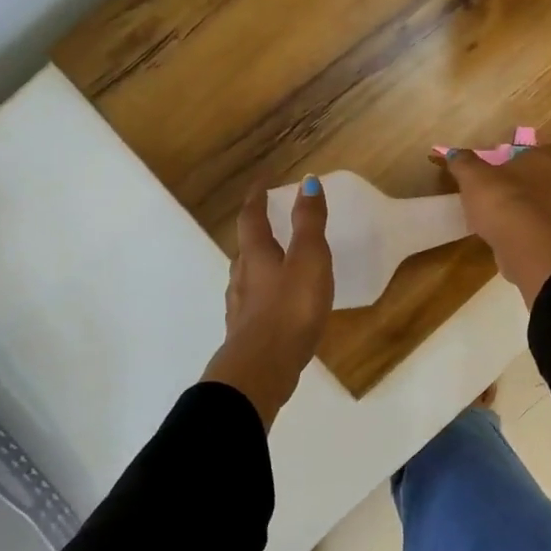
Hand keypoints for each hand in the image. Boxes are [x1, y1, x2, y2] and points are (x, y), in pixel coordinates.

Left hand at [201, 177, 334, 427]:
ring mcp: (241, 308)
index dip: (257, 197)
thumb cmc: (289, 308)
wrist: (262, 368)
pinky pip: (255, 304)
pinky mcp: (247, 334)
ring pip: (247, 277)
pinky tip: (279, 306)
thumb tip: (307, 181)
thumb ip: (309, 222)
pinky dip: (265, 295)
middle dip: (256, 231)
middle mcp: (242, 277)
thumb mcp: (308, 260)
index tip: (263, 181)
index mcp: (256, 255)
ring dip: (259, 264)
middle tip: (269, 221)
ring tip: (277, 263)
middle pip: (245, 248)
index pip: (252, 217)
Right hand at [440, 140, 550, 307]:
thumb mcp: (473, 176)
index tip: (527, 157)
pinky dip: (534, 228)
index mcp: (545, 161)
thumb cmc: (501, 197)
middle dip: (547, 179)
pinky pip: (546, 228)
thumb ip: (464, 163)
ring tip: (516, 210)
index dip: (545, 152)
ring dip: (541, 205)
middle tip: (523, 183)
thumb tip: (455, 154)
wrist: (523, 243)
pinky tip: (513, 232)